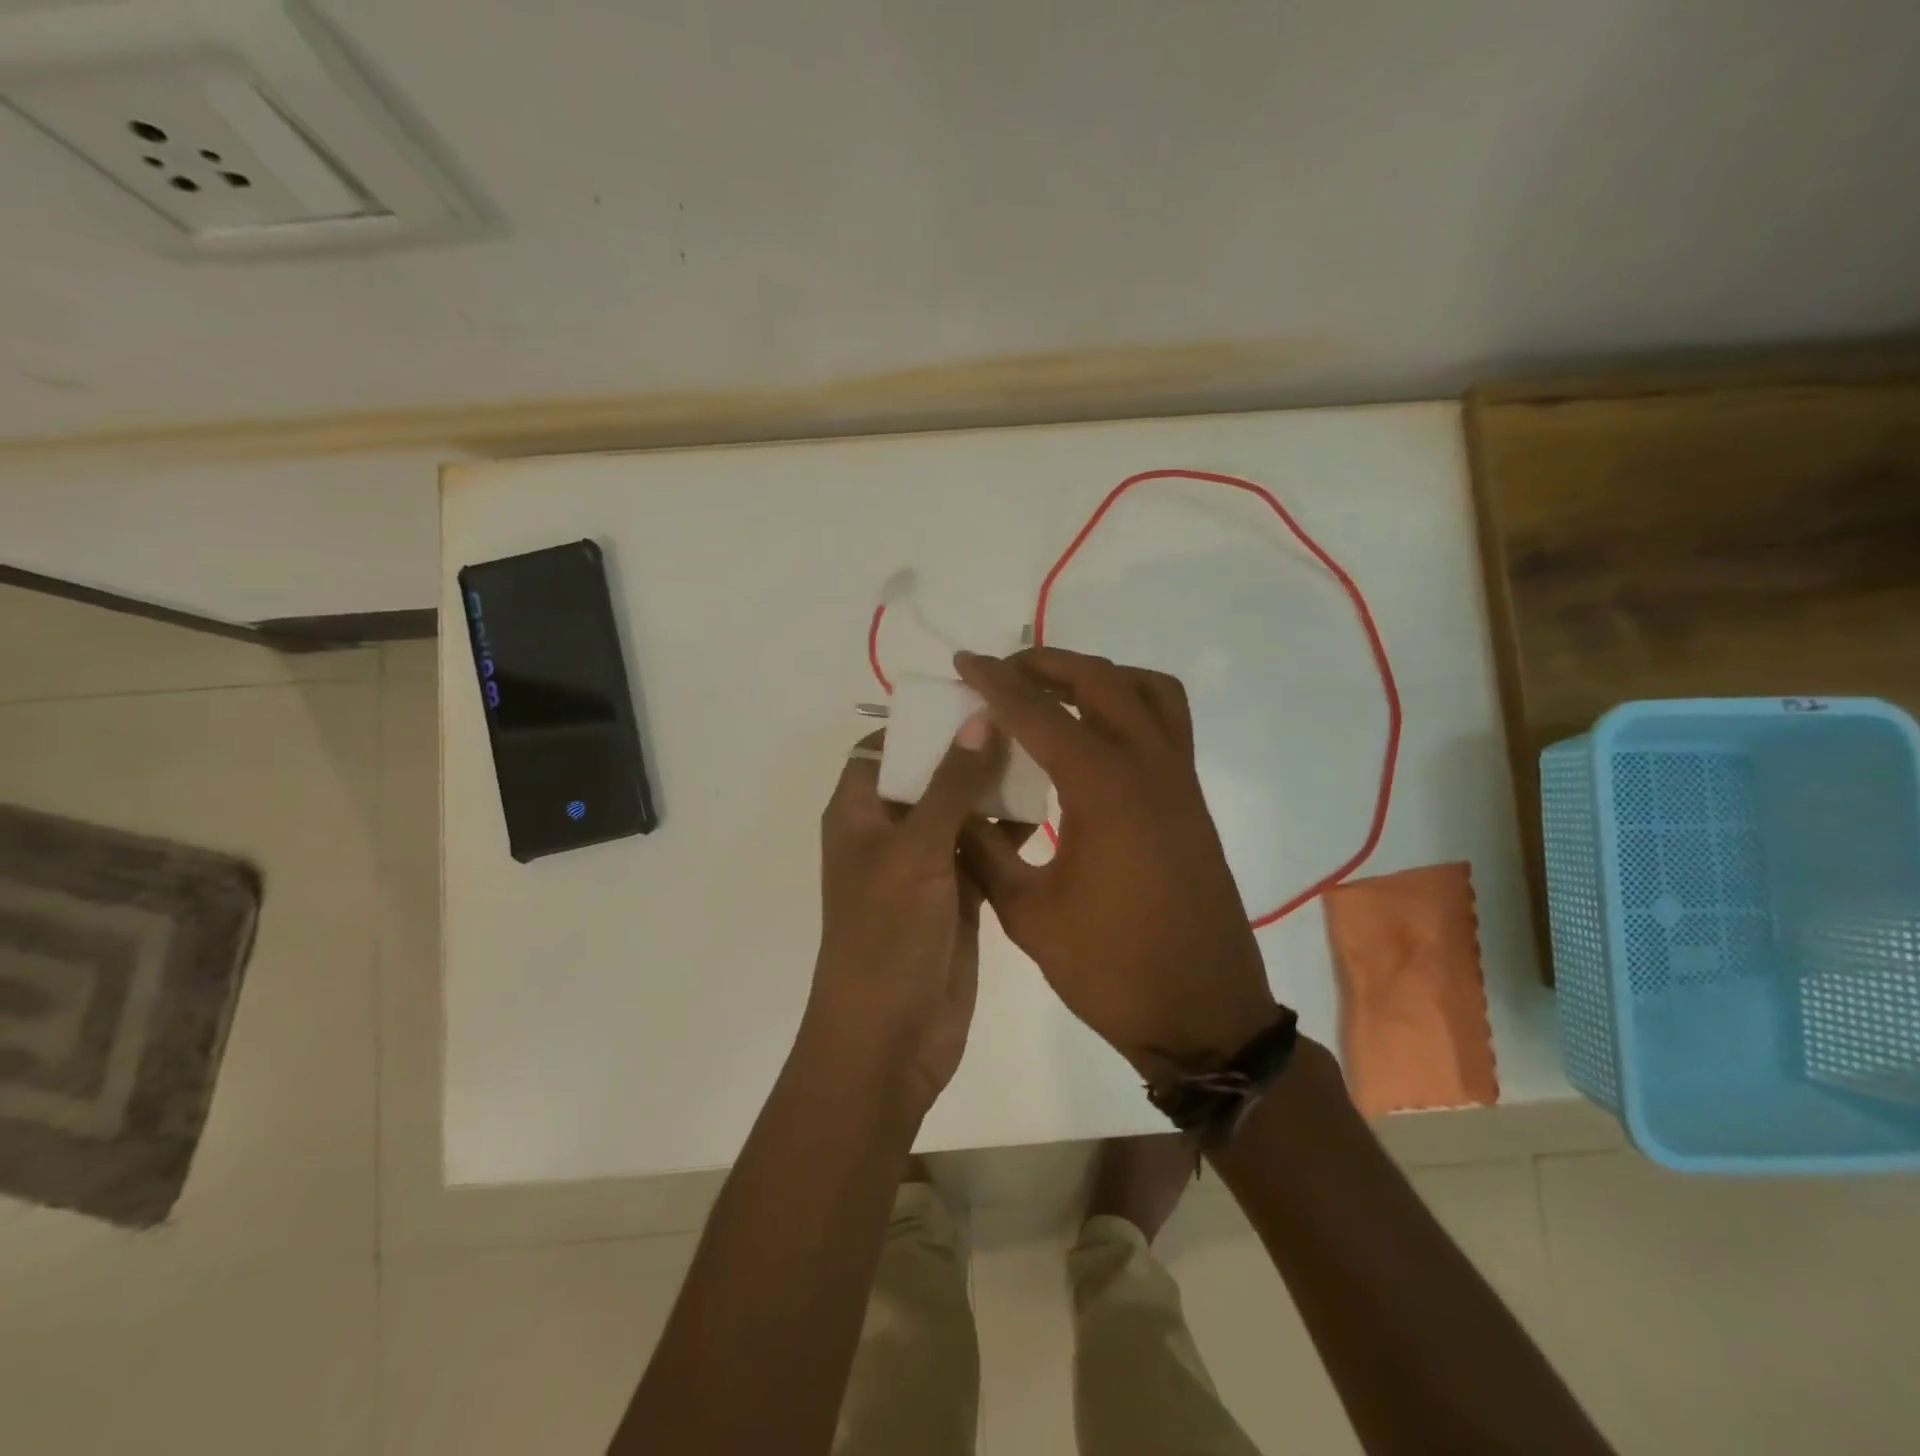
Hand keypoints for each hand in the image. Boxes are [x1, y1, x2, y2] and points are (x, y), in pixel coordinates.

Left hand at [804, 720, 1007, 1118]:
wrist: (891, 1038)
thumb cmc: (888, 934)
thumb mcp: (916, 850)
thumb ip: (951, 783)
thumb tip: (979, 717)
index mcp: (859, 812)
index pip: (883, 748)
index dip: (922, 723)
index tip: (974, 698)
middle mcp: (889, 831)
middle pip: (929, 775)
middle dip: (970, 751)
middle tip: (1025, 721)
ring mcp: (925, 864)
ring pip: (961, 811)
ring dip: (994, 789)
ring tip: (1044, 755)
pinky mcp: (957, 894)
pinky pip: (983, 849)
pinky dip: (1008, 831)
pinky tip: (1048, 811)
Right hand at [954, 648, 1280, 1074]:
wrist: (1203, 1014)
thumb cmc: (1112, 969)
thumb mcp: (1028, 915)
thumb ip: (985, 852)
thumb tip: (952, 809)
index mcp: (1103, 789)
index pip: (1038, 714)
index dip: (995, 684)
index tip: (963, 663)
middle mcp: (1148, 767)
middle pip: (1100, 680)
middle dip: (1047, 664)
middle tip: (1003, 673)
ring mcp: (1179, 780)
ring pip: (1147, 690)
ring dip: (1098, 676)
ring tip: (1054, 693)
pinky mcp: (1191, 800)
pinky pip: (1167, 722)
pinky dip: (1129, 704)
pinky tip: (1095, 739)